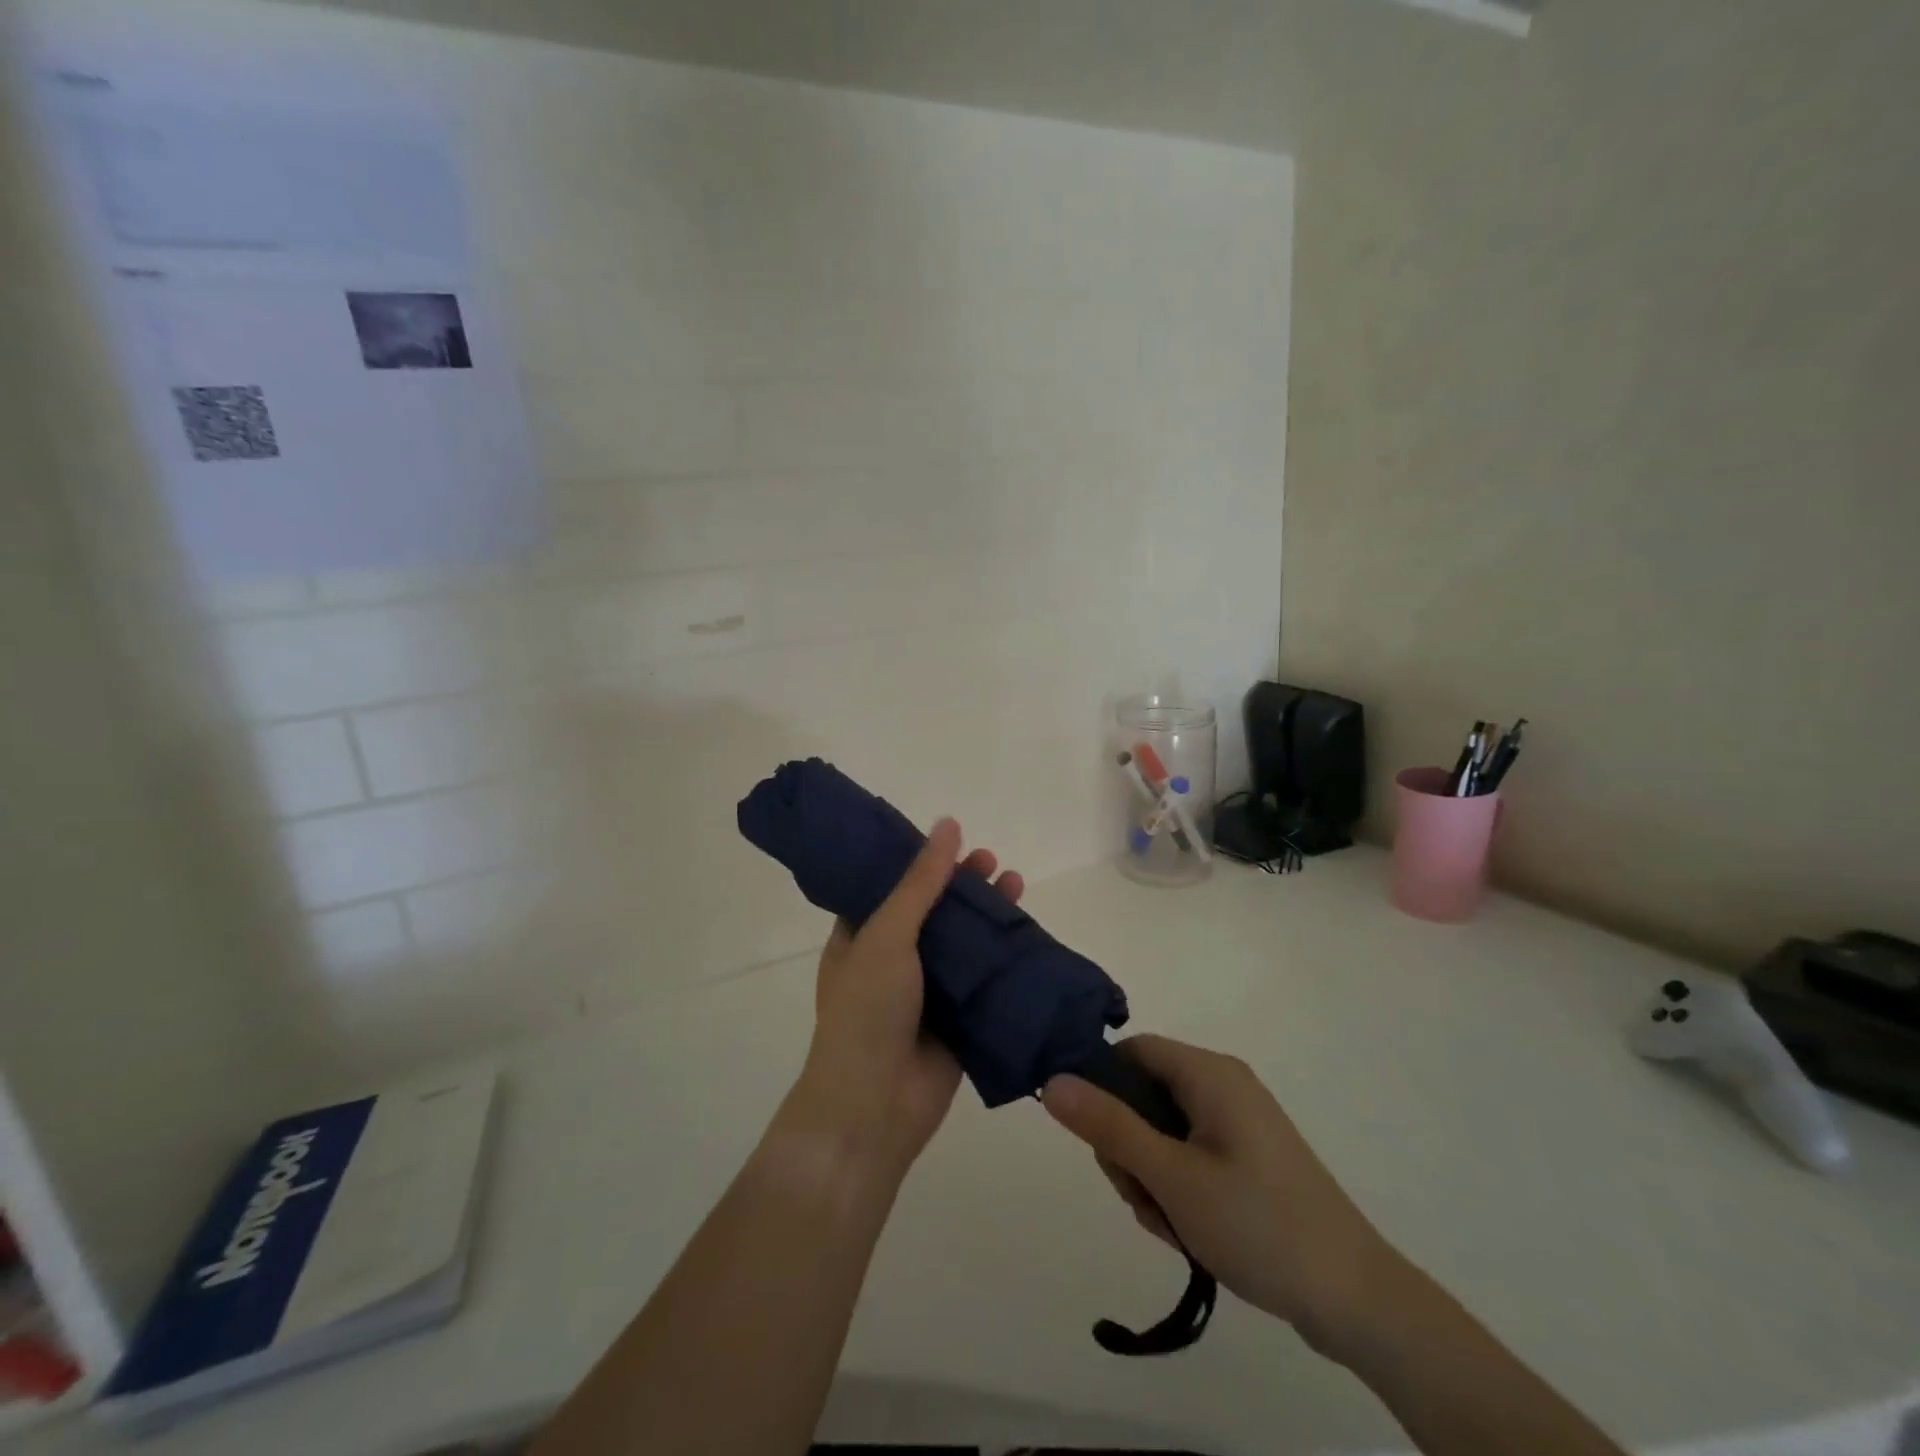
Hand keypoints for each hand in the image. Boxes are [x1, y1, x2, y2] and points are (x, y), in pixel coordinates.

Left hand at [786, 819, 1024, 1180]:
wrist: (874, 1109)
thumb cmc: (867, 1012)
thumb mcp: (887, 935)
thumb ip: (920, 883)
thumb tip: (947, 823)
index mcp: (861, 936)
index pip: (892, 885)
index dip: (920, 860)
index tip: (951, 838)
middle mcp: (893, 959)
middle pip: (934, 910)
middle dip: (962, 884)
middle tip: (990, 860)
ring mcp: (927, 990)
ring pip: (964, 941)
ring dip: (988, 914)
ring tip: (1016, 882)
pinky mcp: (958, 1018)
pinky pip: (985, 978)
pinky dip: (1005, 955)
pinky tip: (1028, 933)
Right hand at [1042, 1035, 1409, 1360]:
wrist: (1356, 1300)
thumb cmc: (1258, 1224)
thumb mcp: (1171, 1177)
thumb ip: (1108, 1126)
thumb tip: (1052, 1081)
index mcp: (1209, 1073)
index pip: (1131, 1052)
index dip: (1100, 1084)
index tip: (1093, 1139)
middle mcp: (1224, 1086)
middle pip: (1144, 1095)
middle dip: (1129, 1147)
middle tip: (1141, 1196)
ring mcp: (1239, 1125)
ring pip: (1163, 1132)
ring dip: (1151, 1176)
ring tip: (1172, 1224)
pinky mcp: (1249, 1159)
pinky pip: (1190, 1156)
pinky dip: (1178, 1188)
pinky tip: (1190, 1232)